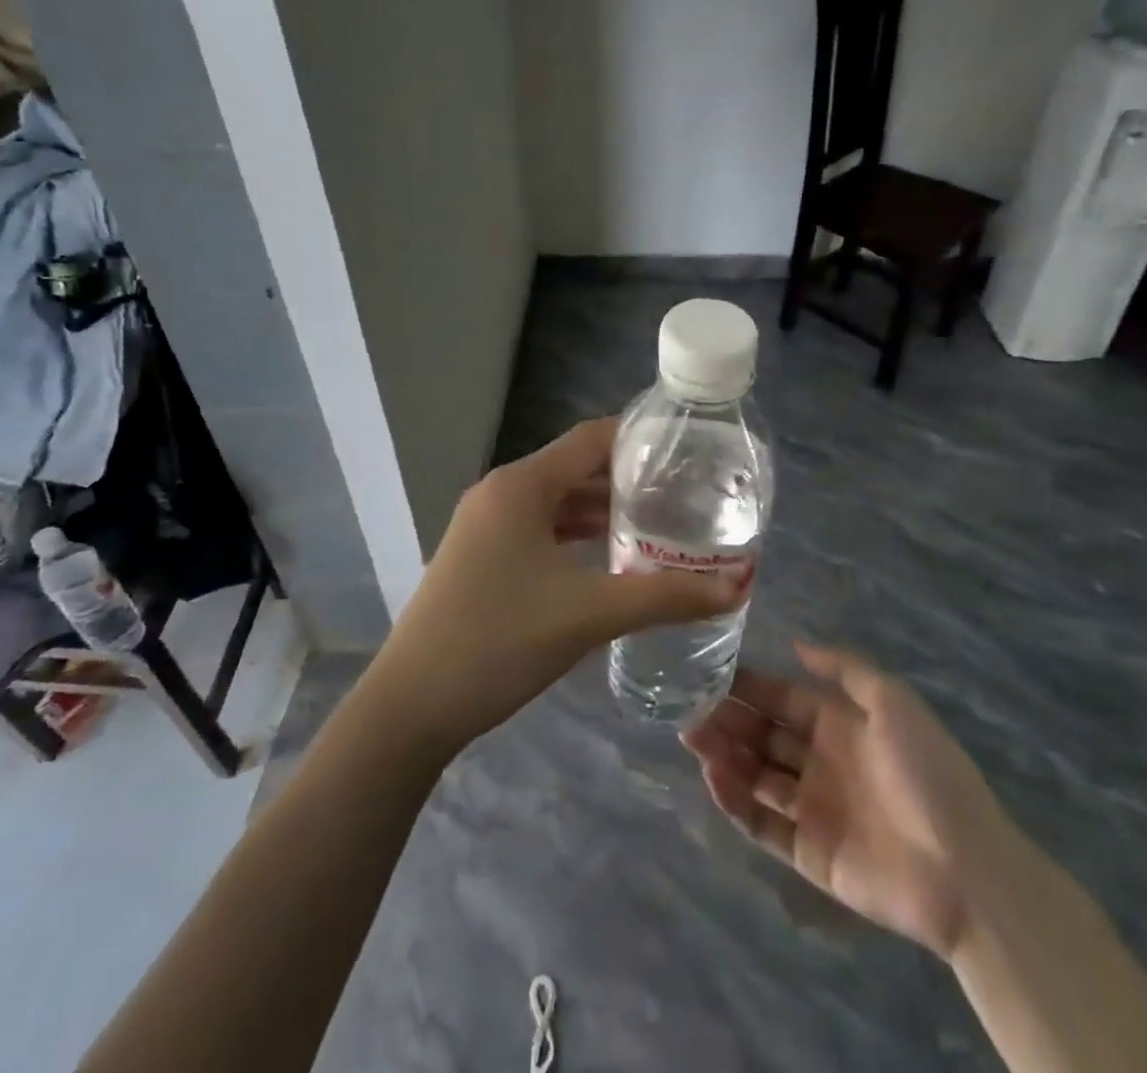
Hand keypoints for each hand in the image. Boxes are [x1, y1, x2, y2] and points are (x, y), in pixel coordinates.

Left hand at [365, 418, 746, 755]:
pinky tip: (610, 560)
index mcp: (521, 485)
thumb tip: (736, 588)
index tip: (689, 451)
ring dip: (603, 511)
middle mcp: (501, 493)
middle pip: (575, 469)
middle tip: (685, 494)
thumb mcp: (588, 615)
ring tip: (659, 526)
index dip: (640, 439)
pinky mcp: (481, 556)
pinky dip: (576, 535)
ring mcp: (485, 525)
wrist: (411, 706)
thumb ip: (664, 597)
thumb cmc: (499, 642)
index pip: (591, 439)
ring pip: (557, 502)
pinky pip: (539, 529)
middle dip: (628, 479)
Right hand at [684, 644, 1006, 957]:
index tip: (708, 673)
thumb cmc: (927, 773)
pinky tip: (714, 778)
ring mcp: (814, 809)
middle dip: (727, 720)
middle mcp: (822, 761)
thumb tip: (796, 644)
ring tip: (691, 737)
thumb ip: (844, 668)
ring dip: (724, 756)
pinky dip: (736, 802)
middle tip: (688, 708)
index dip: (748, 687)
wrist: (965, 869)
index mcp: (840, 724)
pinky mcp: (809, 853)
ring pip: (756, 776)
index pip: (782, 699)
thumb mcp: (893, 701)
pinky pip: (763, 824)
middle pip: (763, 736)